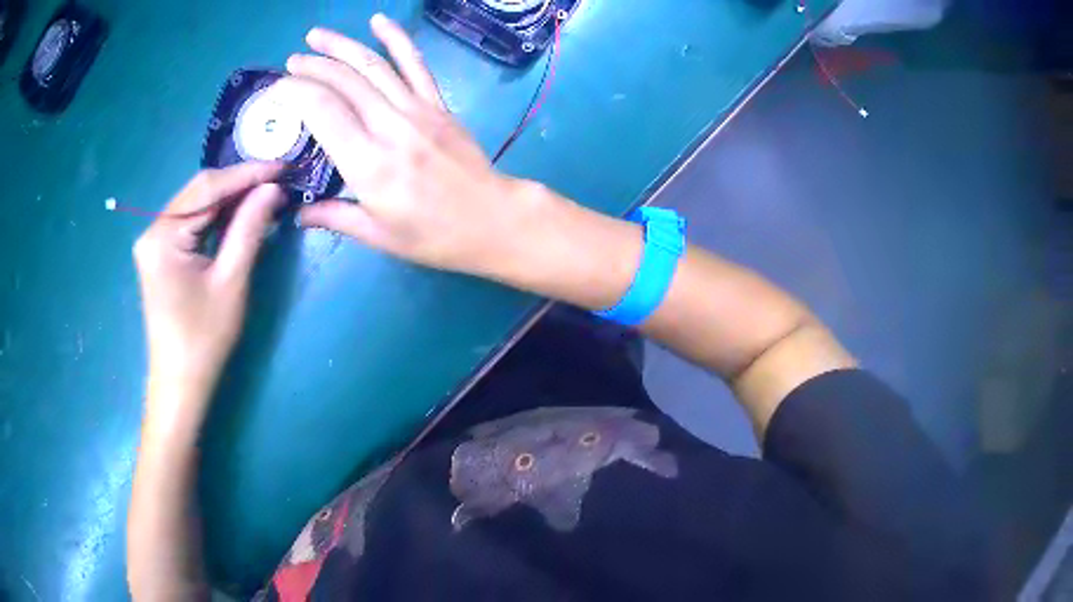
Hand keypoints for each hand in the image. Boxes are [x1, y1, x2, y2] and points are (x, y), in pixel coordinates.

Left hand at [133, 163, 284, 418]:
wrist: (180, 383)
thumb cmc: (204, 339)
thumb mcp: (230, 281)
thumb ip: (249, 228)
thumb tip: (272, 189)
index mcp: (163, 235)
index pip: (207, 188)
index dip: (247, 174)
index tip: (282, 166)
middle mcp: (153, 230)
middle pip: (199, 192)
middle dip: (239, 184)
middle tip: (277, 181)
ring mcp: (154, 241)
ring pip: (196, 205)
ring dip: (230, 199)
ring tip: (265, 195)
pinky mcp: (160, 253)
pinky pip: (191, 223)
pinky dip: (217, 217)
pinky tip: (239, 216)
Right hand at [274, 15, 556, 275]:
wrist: (491, 219)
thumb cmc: (432, 235)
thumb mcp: (377, 235)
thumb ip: (333, 216)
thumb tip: (296, 213)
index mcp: (368, 163)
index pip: (322, 110)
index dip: (295, 91)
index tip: (277, 89)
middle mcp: (390, 127)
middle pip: (344, 82)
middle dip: (312, 66)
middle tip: (290, 62)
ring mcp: (417, 110)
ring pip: (373, 66)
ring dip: (342, 46)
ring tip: (317, 35)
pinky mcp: (438, 104)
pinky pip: (415, 64)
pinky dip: (396, 39)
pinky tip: (379, 21)